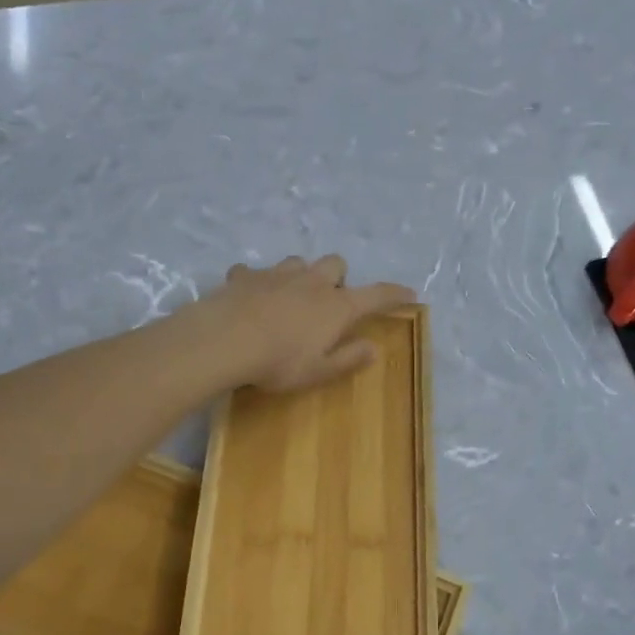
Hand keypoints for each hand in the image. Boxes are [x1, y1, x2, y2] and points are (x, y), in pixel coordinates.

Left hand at [193, 255, 413, 392]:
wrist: (225, 339)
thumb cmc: (279, 362)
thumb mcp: (319, 371)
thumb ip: (348, 359)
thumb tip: (374, 348)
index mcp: (336, 307)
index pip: (375, 295)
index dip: (394, 294)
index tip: (409, 294)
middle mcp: (312, 282)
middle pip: (336, 265)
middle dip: (338, 278)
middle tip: (329, 302)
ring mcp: (278, 274)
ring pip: (298, 262)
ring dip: (300, 276)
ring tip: (291, 297)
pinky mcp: (246, 276)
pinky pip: (255, 271)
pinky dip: (257, 281)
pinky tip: (249, 296)